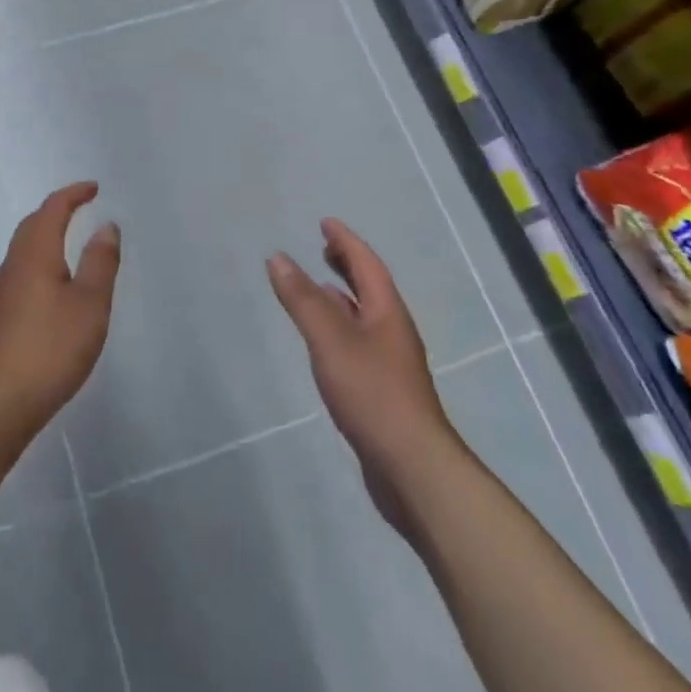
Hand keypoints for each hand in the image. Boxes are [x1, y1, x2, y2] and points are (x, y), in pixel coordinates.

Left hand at [0, 182, 120, 443]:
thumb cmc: (48, 350)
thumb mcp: (89, 305)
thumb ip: (100, 263)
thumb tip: (106, 225)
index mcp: (35, 254)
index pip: (52, 210)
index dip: (72, 195)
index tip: (93, 188)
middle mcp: (12, 266)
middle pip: (32, 226)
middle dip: (56, 211)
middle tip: (80, 207)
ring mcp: (0, 293)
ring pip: (24, 250)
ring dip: (46, 237)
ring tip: (70, 243)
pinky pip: (21, 273)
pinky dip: (40, 262)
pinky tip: (51, 288)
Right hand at [268, 220, 455, 532]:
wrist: (412, 468)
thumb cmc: (373, 394)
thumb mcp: (331, 341)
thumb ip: (303, 300)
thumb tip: (278, 257)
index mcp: (387, 313)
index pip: (367, 265)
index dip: (346, 242)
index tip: (326, 223)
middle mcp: (392, 331)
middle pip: (370, 288)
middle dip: (347, 265)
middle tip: (323, 248)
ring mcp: (389, 362)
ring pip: (364, 315)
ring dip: (342, 295)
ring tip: (318, 286)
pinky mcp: (381, 389)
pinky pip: (358, 341)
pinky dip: (340, 326)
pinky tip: (325, 340)